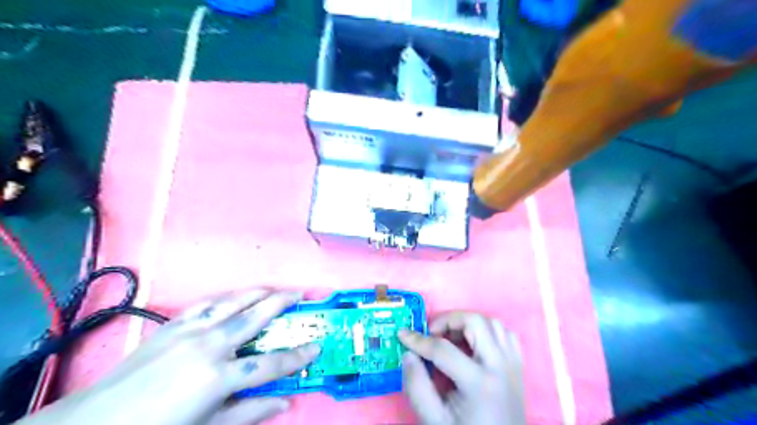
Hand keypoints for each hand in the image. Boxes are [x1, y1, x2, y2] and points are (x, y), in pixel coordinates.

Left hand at [19, 288, 319, 424]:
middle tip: (301, 293)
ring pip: (234, 302)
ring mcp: (189, 330)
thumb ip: (250, 413)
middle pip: (255, 317)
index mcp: (218, 378)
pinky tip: (236, 297)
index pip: (270, 363)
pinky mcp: (172, 324)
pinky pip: (207, 303)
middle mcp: (209, 346)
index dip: (298, 356)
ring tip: (274, 289)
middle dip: (282, 303)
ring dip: (258, 293)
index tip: (317, 346)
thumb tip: (286, 402)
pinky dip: (228, 297)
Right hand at [398, 312, 524, 424]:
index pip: (443, 349)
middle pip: (475, 322)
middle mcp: (500, 366)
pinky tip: (474, 343)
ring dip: (468, 324)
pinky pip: (505, 334)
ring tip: (452, 338)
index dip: (418, 340)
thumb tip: (409, 353)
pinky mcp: (518, 365)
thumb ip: (417, 386)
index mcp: (479, 383)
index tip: (402, 334)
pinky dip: (487, 331)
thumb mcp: (434, 420)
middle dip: (448, 320)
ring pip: (492, 323)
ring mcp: (513, 364)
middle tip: (433, 334)